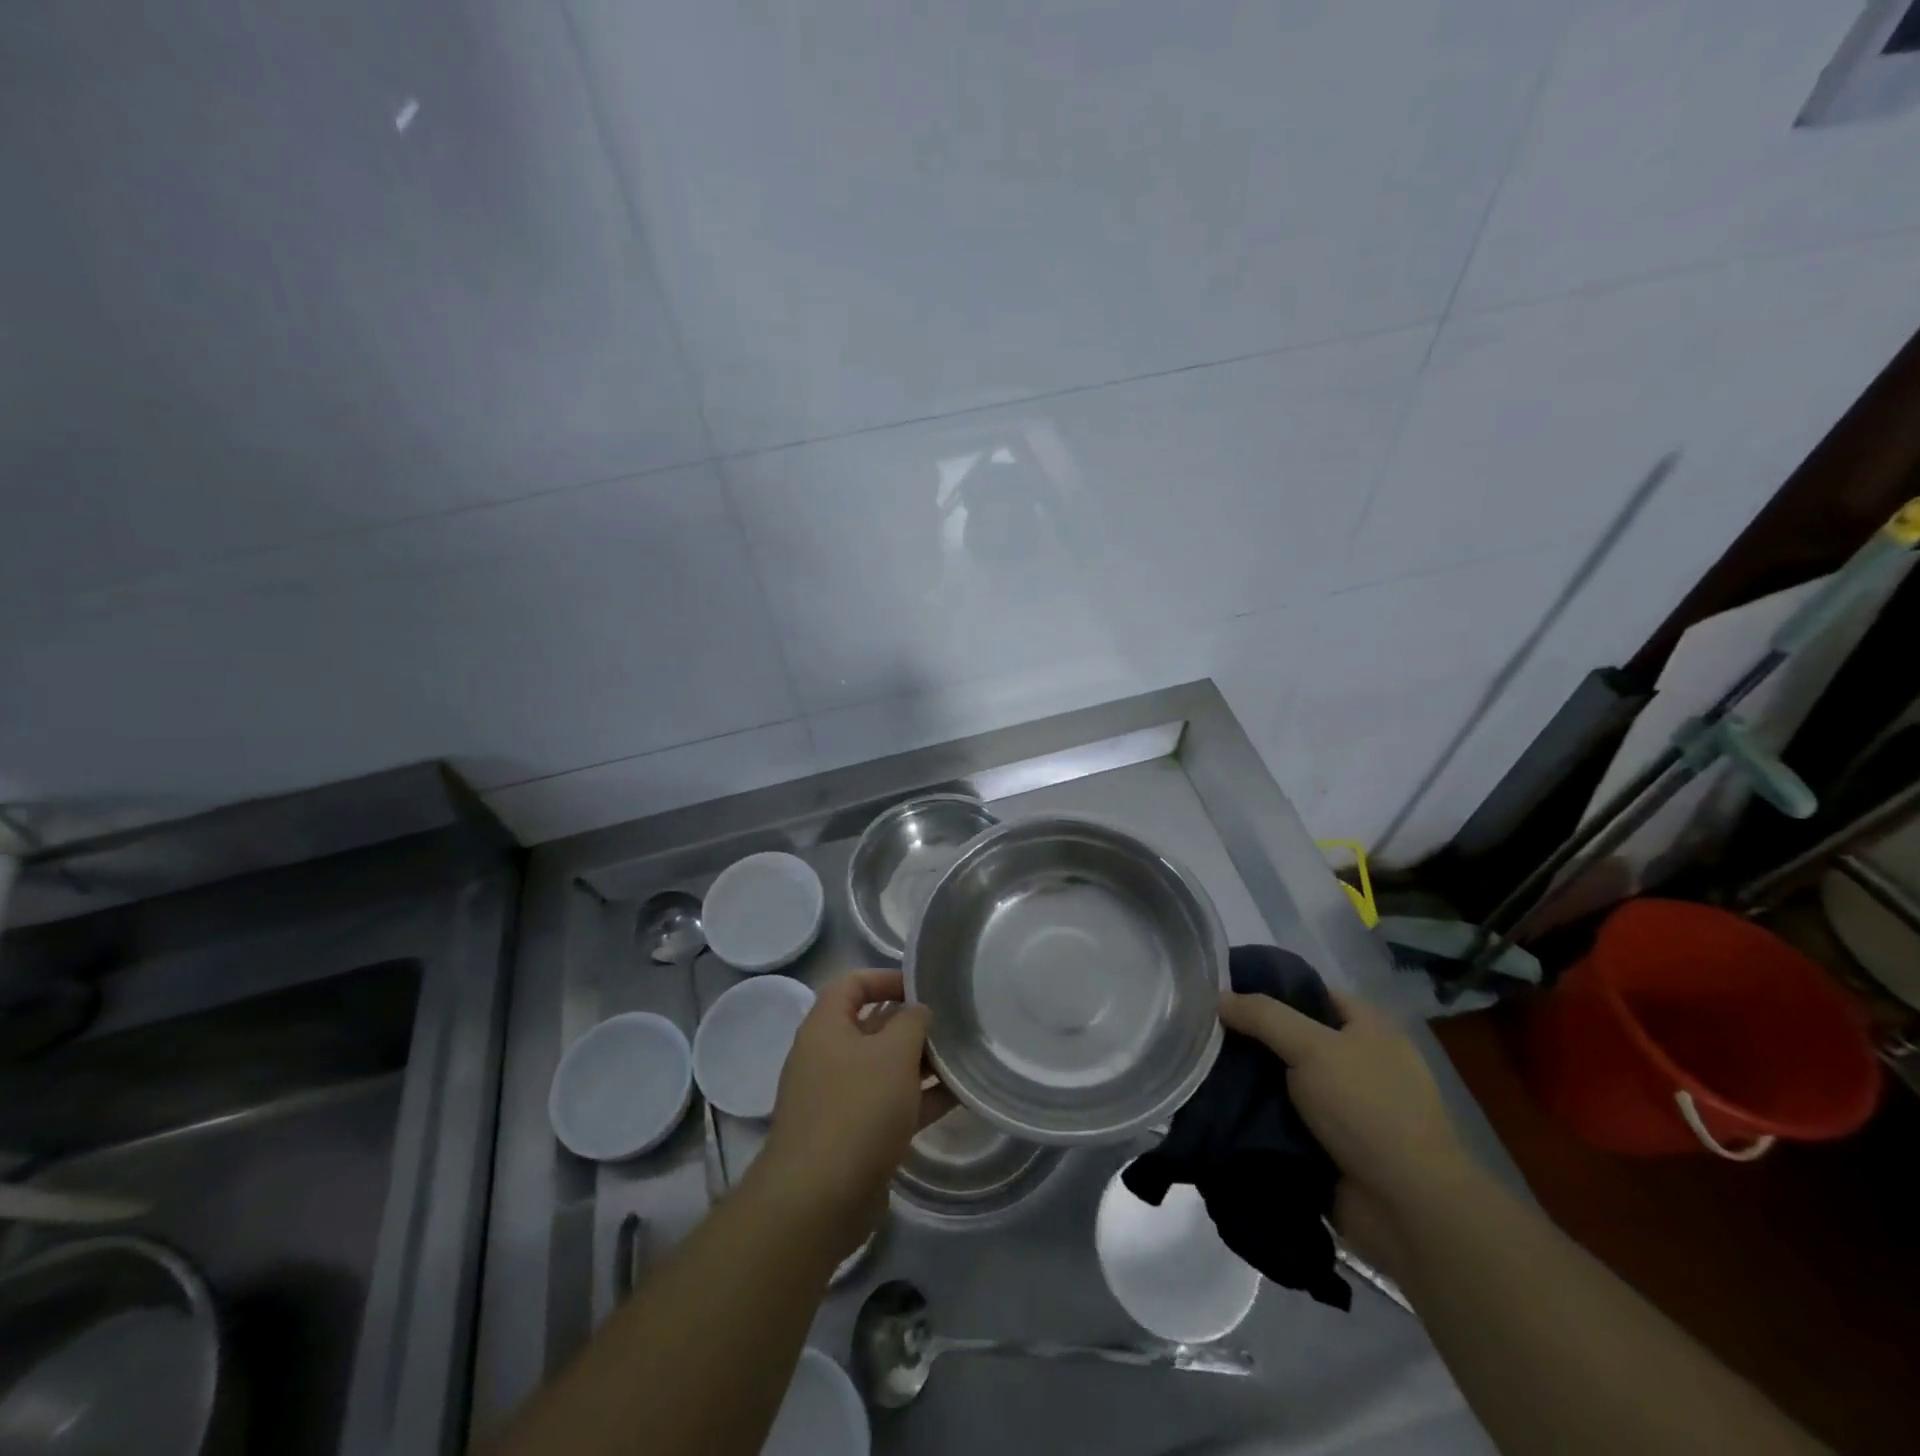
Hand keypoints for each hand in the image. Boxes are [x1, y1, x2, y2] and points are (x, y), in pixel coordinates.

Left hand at [756, 970, 952, 1259]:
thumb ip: (912, 1022)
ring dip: (922, 1063)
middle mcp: (828, 1057)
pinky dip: (921, 1098)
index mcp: (826, 1027)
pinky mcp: (855, 1135)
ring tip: (964, 1057)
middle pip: (873, 1026)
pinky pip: (892, 1104)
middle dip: (913, 1023)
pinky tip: (960, 1096)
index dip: (886, 978)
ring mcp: (840, 1098)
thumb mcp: (893, 1053)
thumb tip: (919, 1012)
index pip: (853, 984)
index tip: (924, 986)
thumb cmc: (856, 1109)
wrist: (818, 1201)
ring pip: (886, 1068)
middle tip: (954, 1023)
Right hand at [1219, 988, 1469, 1273]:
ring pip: (1283, 1081)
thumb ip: (1264, 1017)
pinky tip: (1220, 1106)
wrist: (1408, 1209)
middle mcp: (1358, 1062)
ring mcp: (1345, 1107)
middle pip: (1292, 1037)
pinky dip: (1257, 1116)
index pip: (1309, 993)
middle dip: (1251, 1038)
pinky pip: (1283, 1119)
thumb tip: (1219, 997)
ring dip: (1250, 1080)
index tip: (1223, 992)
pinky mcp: (1330, 1146)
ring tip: (1200, 1068)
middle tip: (1203, 1032)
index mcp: (1368, 1028)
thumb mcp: (1313, 1048)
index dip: (1267, 988)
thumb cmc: (1367, 1110)